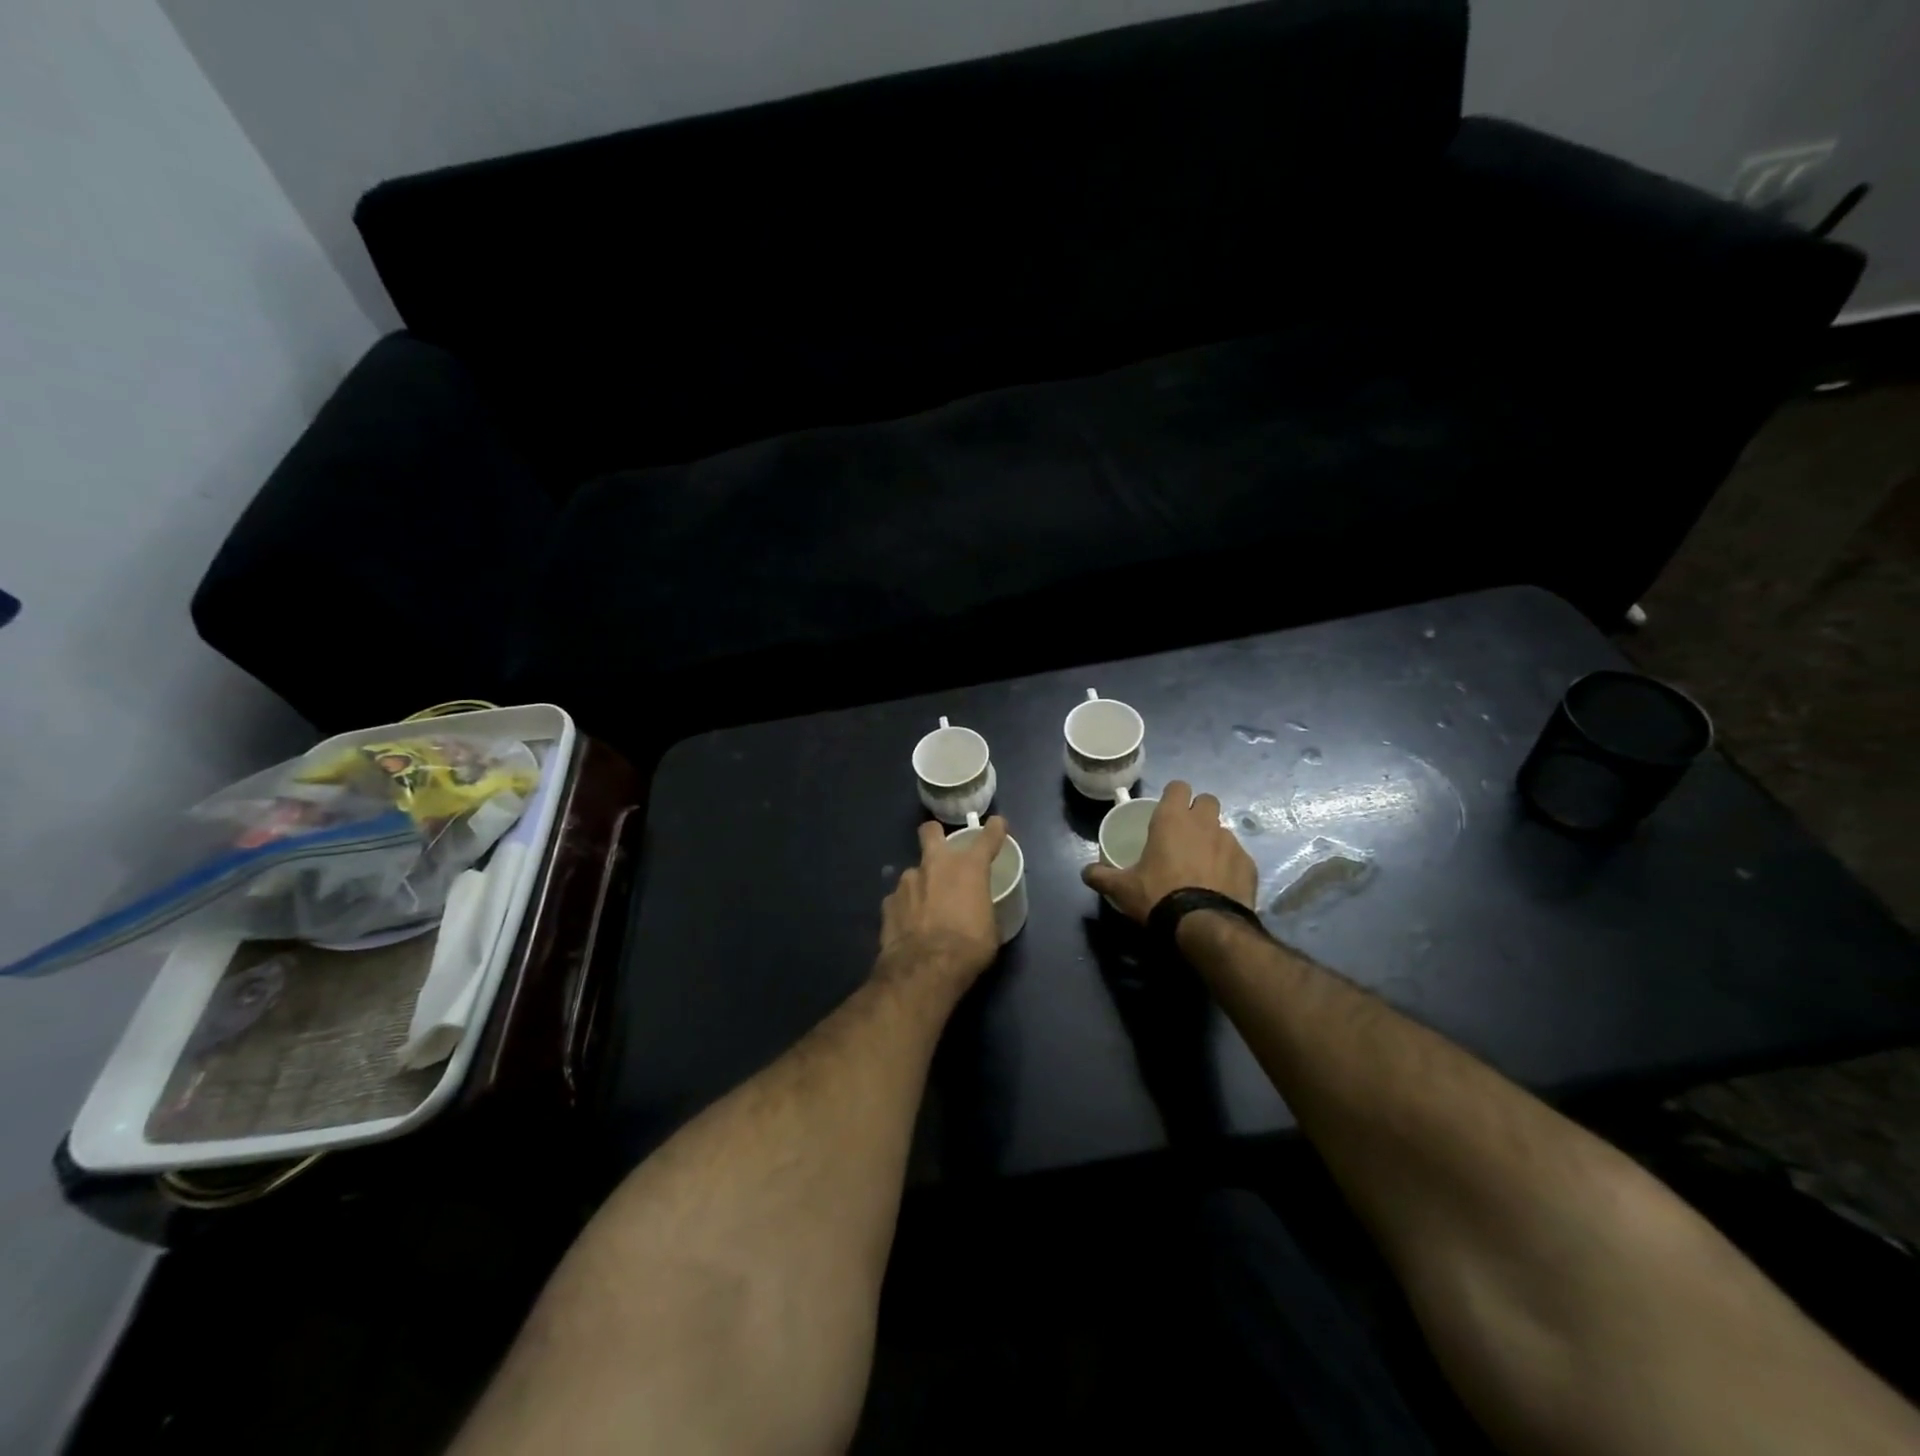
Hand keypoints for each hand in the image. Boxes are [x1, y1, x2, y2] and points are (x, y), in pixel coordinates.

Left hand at [879, 817, 1010, 991]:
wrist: (924, 969)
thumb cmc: (968, 948)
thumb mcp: (990, 929)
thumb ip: (983, 909)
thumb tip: (979, 911)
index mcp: (968, 868)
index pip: (986, 838)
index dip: (994, 829)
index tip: (996, 824)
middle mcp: (936, 865)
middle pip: (931, 832)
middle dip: (936, 835)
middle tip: (943, 853)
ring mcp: (907, 882)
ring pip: (914, 872)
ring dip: (921, 883)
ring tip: (926, 907)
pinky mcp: (888, 902)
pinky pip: (900, 898)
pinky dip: (906, 907)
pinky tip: (910, 924)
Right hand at [1081, 781, 1256, 923]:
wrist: (1206, 926)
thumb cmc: (1159, 896)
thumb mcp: (1122, 889)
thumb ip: (1101, 876)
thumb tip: (1086, 872)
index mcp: (1172, 819)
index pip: (1178, 786)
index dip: (1172, 796)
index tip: (1165, 811)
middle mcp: (1204, 823)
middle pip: (1207, 800)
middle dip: (1198, 812)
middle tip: (1184, 834)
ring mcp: (1231, 842)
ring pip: (1223, 829)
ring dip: (1213, 840)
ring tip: (1202, 865)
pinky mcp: (1248, 864)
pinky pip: (1237, 856)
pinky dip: (1229, 865)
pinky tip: (1219, 885)